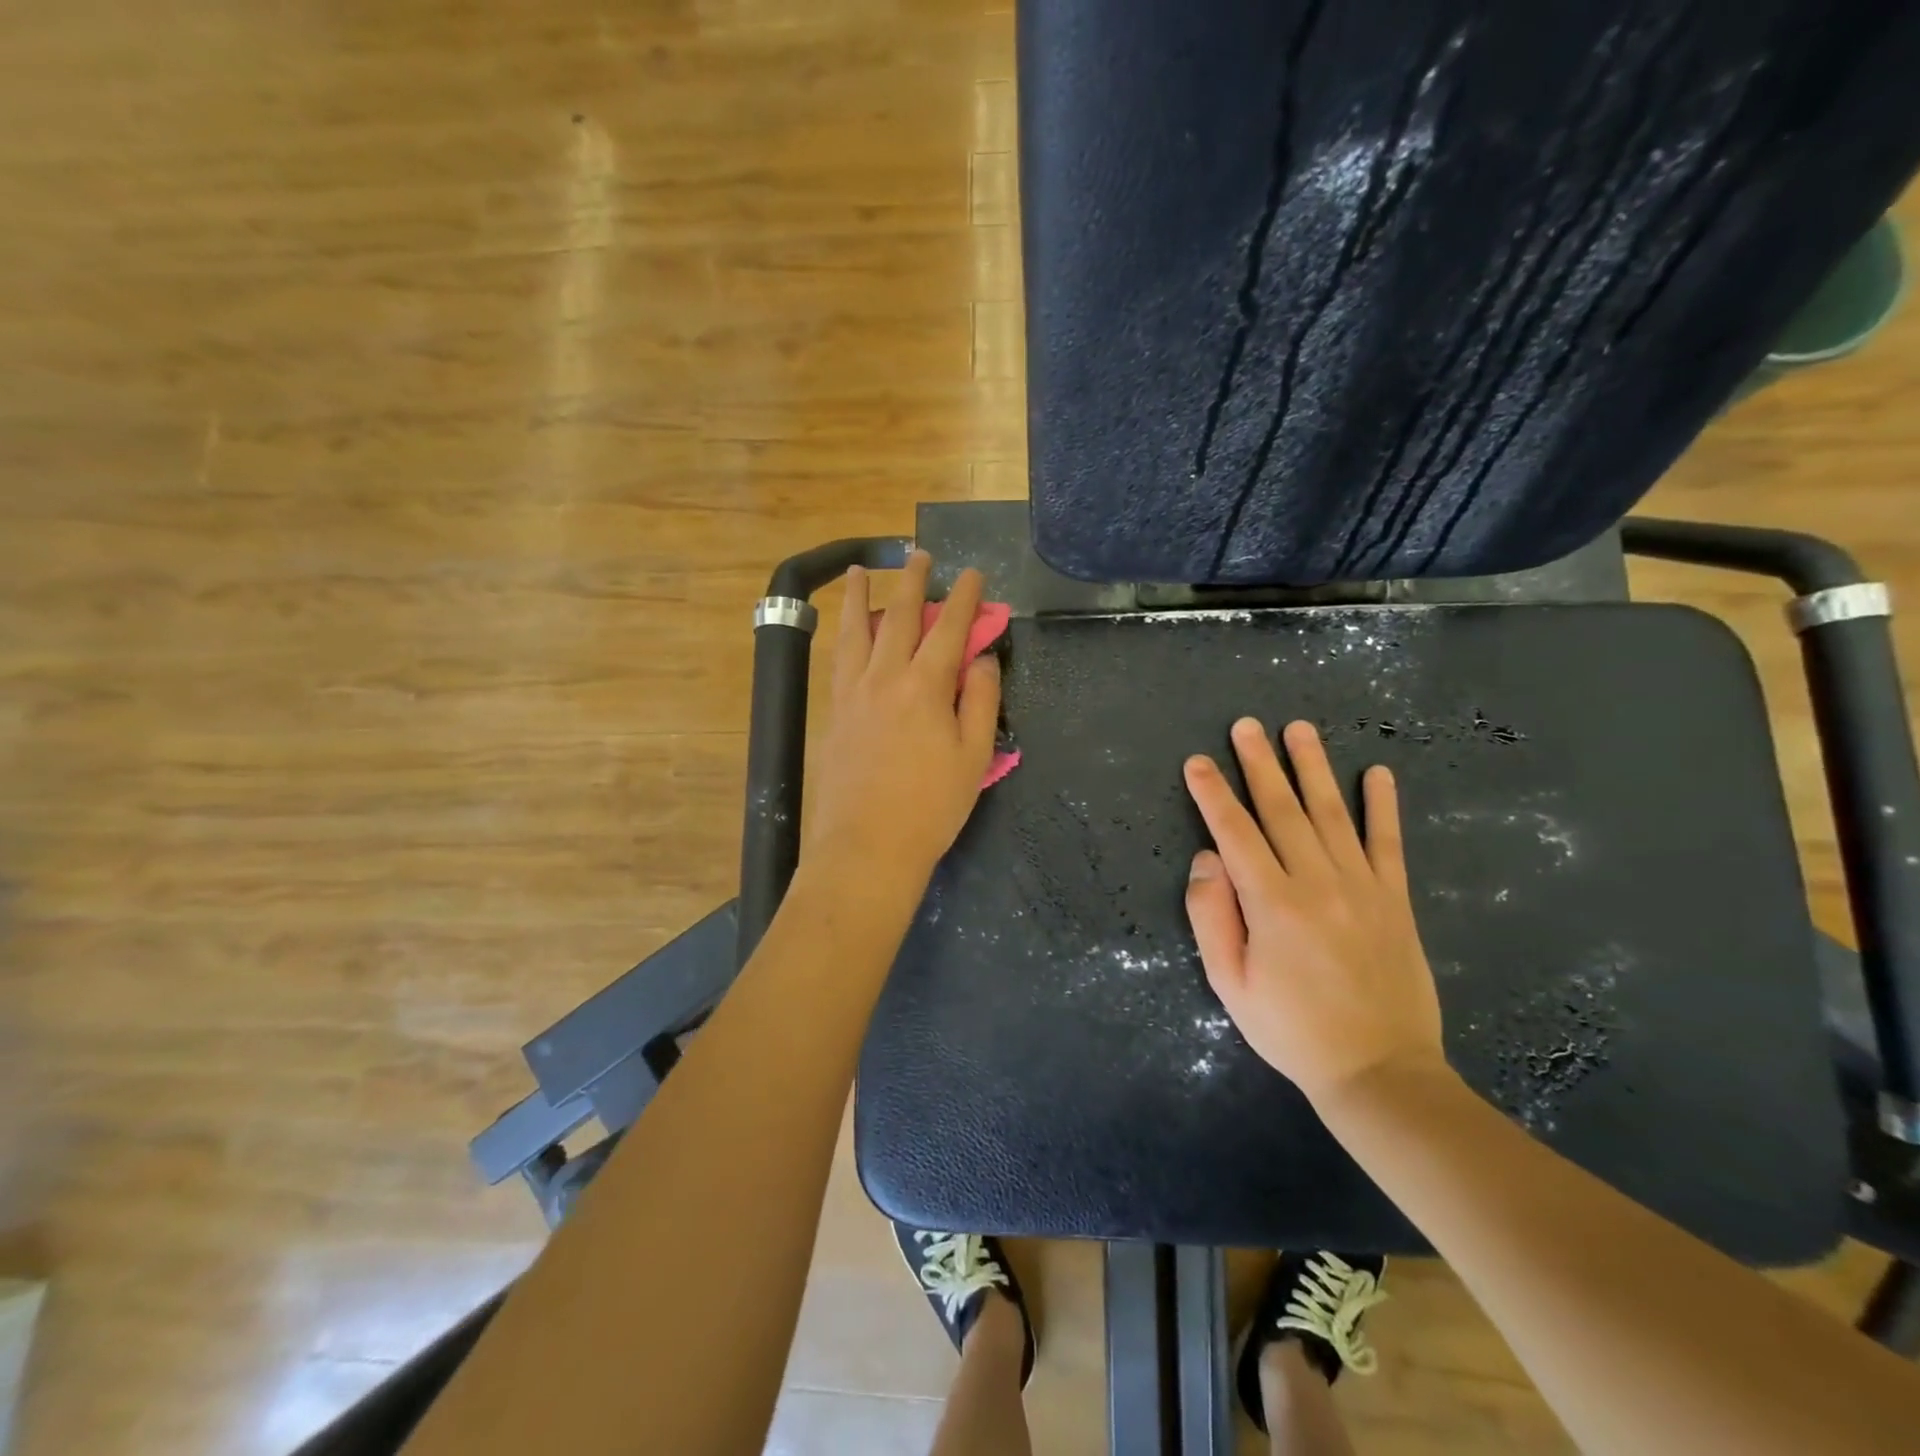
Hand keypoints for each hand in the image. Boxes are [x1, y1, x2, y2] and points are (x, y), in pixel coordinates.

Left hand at [805, 551, 1000, 889]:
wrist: (867, 847)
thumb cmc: (931, 807)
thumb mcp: (974, 756)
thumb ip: (980, 700)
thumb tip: (980, 658)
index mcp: (925, 687)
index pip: (949, 628)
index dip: (964, 598)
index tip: (972, 574)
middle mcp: (884, 677)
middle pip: (897, 616)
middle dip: (911, 581)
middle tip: (916, 554)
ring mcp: (852, 694)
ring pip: (854, 631)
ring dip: (859, 596)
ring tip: (859, 571)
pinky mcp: (833, 713)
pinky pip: (838, 660)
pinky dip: (843, 635)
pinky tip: (844, 631)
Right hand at [1182, 718, 1443, 1107]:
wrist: (1379, 1071)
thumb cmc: (1291, 1029)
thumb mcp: (1229, 984)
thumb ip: (1212, 916)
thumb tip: (1206, 858)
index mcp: (1272, 904)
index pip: (1235, 833)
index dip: (1213, 794)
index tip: (1198, 761)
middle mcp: (1317, 882)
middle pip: (1282, 809)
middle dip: (1259, 764)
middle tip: (1245, 725)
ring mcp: (1362, 887)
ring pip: (1332, 813)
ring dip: (1313, 767)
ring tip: (1299, 729)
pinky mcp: (1395, 899)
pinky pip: (1388, 842)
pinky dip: (1383, 805)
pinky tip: (1378, 773)